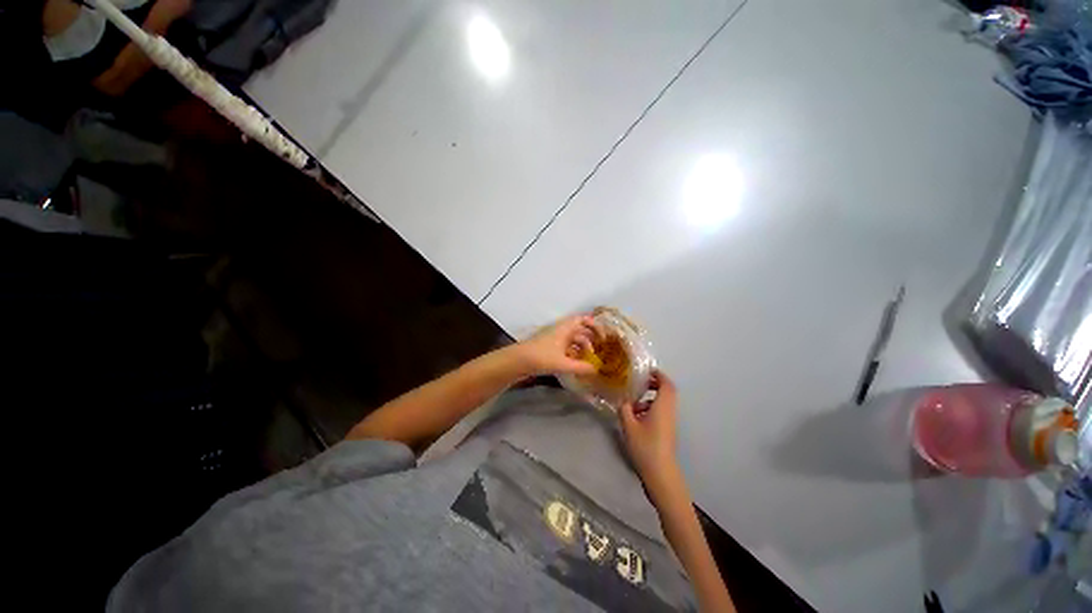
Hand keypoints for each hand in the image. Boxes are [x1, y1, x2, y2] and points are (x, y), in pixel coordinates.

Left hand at [512, 315, 600, 376]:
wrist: (518, 361)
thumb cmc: (541, 357)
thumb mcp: (563, 363)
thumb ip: (580, 367)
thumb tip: (596, 370)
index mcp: (565, 329)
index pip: (582, 319)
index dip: (594, 325)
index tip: (603, 336)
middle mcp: (561, 331)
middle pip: (579, 330)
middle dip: (590, 338)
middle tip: (600, 348)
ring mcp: (554, 339)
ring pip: (572, 340)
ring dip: (582, 347)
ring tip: (590, 359)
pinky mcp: (549, 348)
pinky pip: (566, 347)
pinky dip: (573, 353)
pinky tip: (577, 363)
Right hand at [620, 371, 679, 487]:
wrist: (660, 473)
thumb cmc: (645, 446)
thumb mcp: (629, 425)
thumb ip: (624, 408)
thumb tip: (622, 399)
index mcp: (662, 406)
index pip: (667, 384)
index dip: (658, 374)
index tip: (646, 371)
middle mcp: (669, 411)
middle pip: (667, 391)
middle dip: (654, 384)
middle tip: (639, 383)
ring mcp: (670, 422)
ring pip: (663, 402)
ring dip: (650, 398)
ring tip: (632, 404)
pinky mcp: (667, 430)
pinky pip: (661, 412)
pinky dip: (650, 408)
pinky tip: (636, 418)